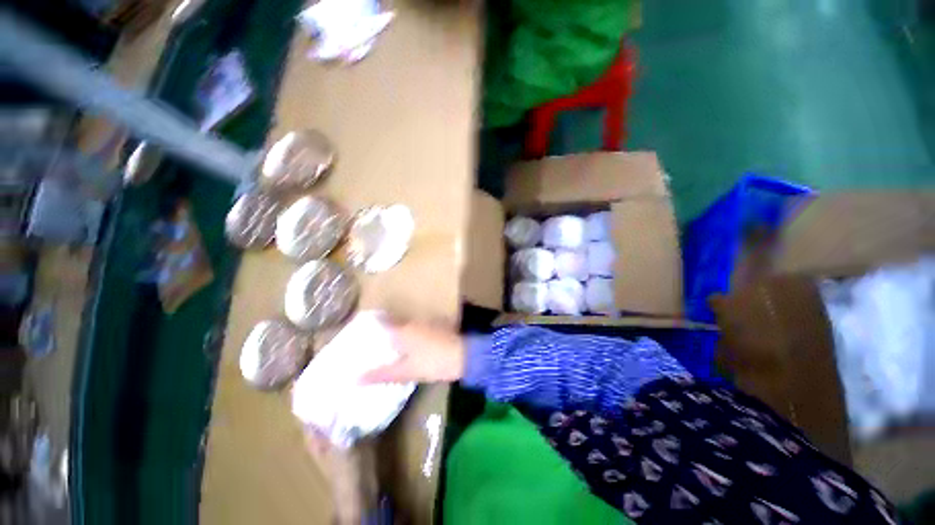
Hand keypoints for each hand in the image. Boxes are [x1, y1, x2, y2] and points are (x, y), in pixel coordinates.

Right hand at [360, 322, 465, 383]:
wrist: (464, 356)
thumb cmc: (433, 362)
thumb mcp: (406, 371)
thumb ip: (382, 374)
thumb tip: (356, 379)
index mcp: (402, 330)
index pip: (382, 322)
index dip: (371, 324)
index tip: (361, 331)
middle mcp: (413, 322)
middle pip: (393, 323)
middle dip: (384, 330)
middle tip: (372, 341)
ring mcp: (426, 323)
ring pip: (406, 325)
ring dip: (398, 332)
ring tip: (388, 344)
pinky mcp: (436, 326)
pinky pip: (418, 328)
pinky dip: (411, 334)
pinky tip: (410, 344)